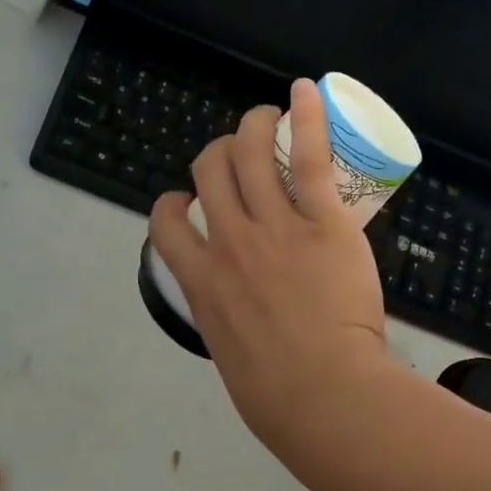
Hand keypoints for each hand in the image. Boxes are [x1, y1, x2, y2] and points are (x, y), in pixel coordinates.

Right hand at [148, 78, 390, 456]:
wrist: (324, 398)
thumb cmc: (278, 398)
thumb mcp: (230, 357)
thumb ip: (228, 324)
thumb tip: (240, 320)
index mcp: (201, 284)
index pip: (166, 225)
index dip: (172, 202)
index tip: (188, 201)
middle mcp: (229, 245)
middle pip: (208, 172)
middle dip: (218, 153)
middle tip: (240, 152)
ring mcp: (273, 229)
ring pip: (249, 153)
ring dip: (253, 126)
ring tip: (266, 118)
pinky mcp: (321, 223)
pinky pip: (308, 157)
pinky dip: (305, 118)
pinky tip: (303, 92)